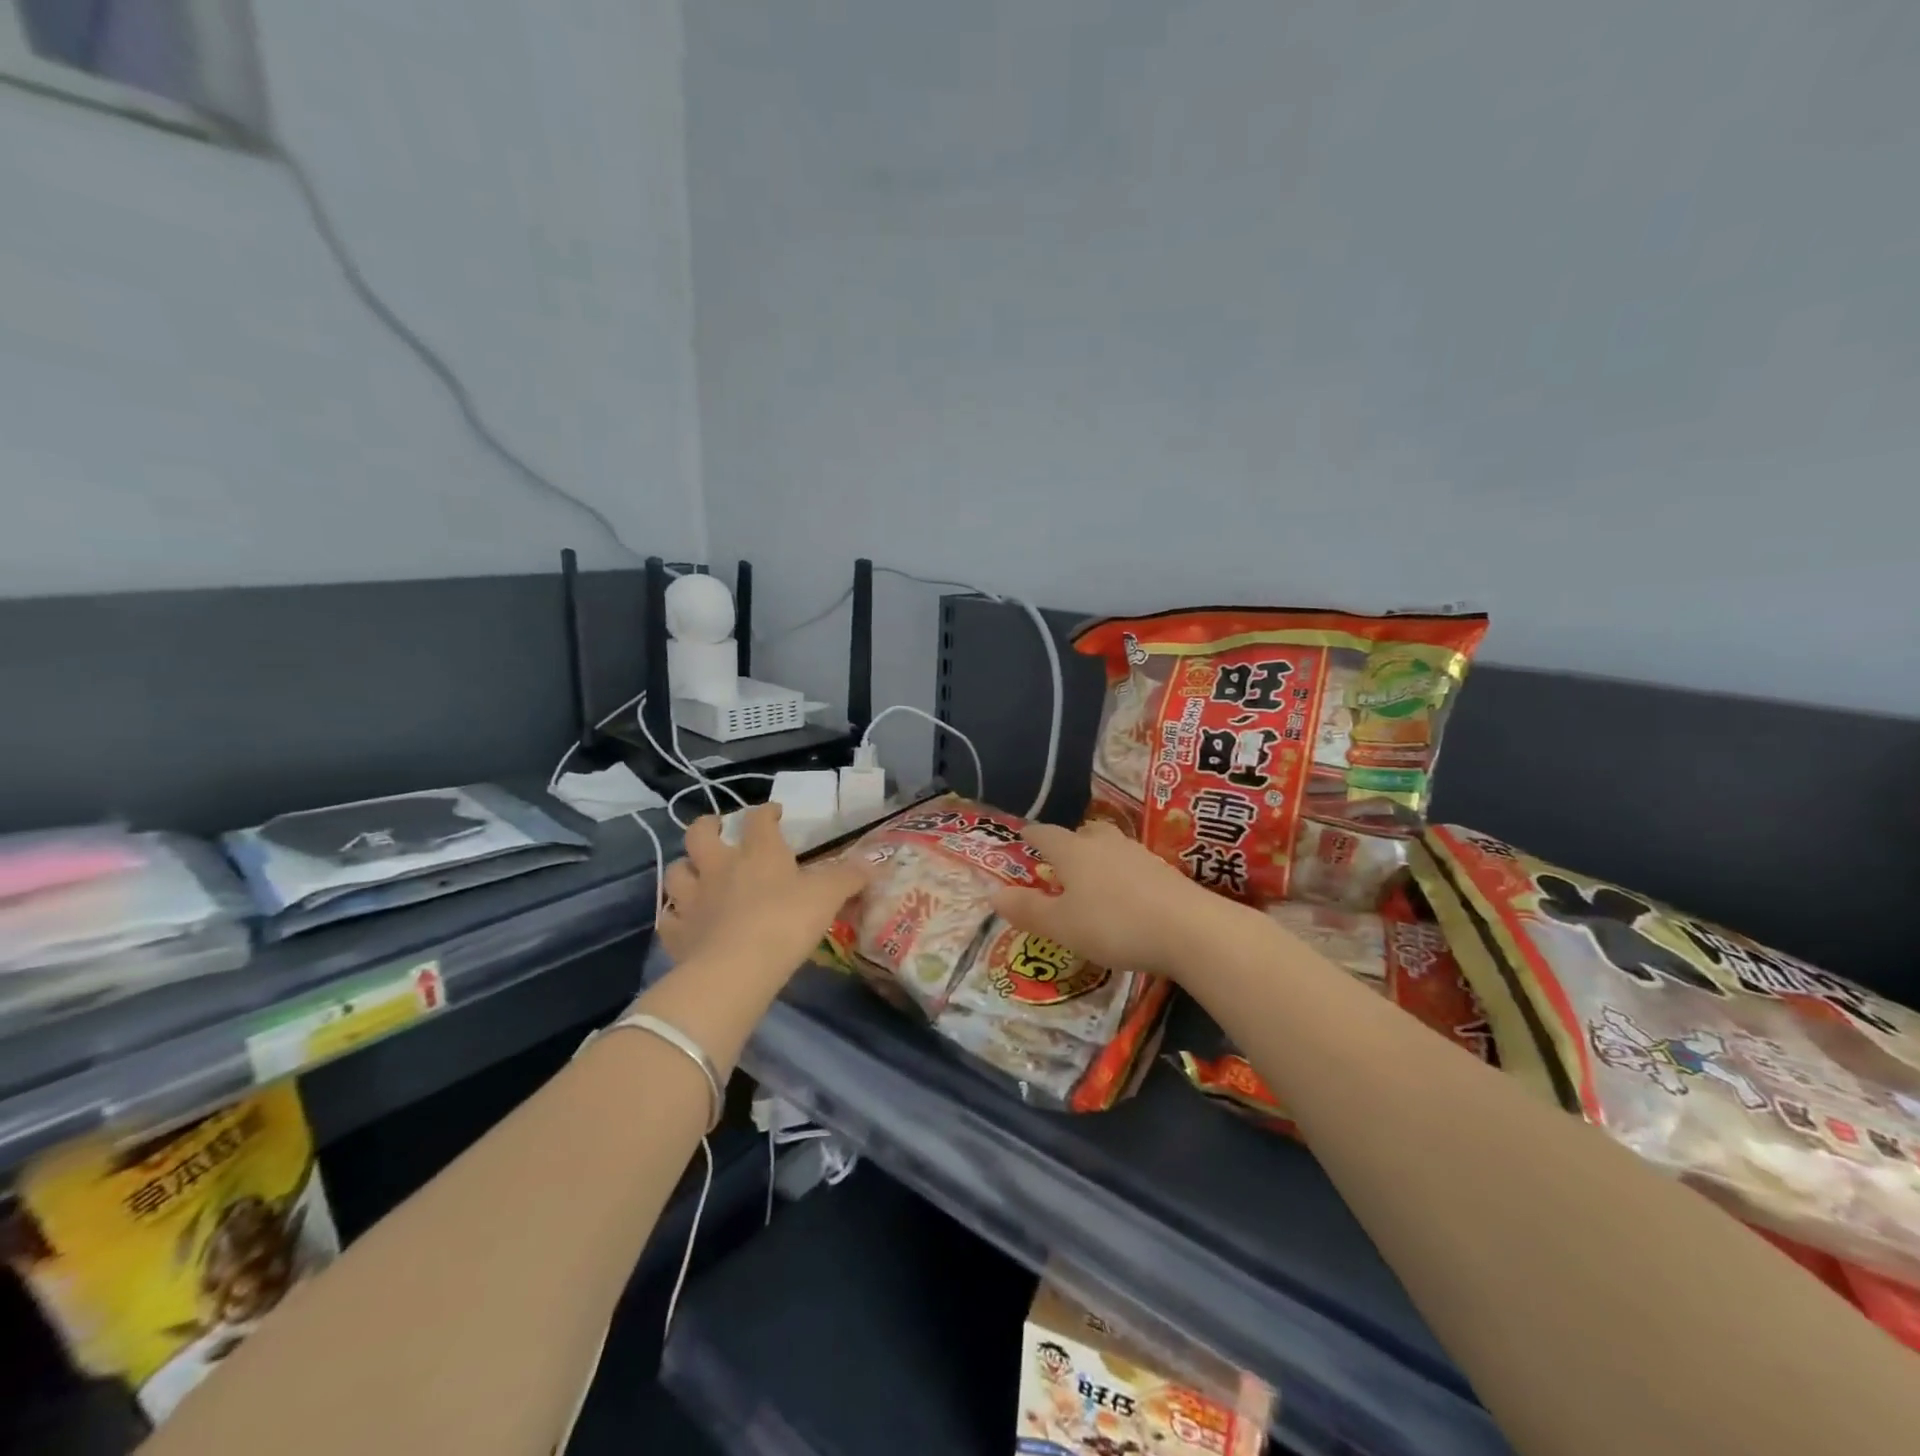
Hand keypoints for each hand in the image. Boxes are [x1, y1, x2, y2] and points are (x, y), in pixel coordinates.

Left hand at [658, 805, 867, 982]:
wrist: (736, 969)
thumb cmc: (786, 922)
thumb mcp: (828, 896)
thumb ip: (849, 877)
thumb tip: (874, 864)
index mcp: (757, 852)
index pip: (758, 819)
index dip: (766, 812)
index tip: (775, 814)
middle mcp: (719, 867)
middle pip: (700, 833)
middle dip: (708, 826)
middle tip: (717, 829)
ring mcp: (692, 899)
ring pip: (676, 871)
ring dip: (685, 868)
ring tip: (697, 874)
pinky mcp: (676, 933)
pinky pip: (668, 917)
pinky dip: (676, 915)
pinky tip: (685, 920)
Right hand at [988, 820, 1237, 980]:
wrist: (1188, 929)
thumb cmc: (1113, 924)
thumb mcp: (1061, 926)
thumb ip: (1027, 910)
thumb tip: (992, 893)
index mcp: (1073, 852)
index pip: (1046, 834)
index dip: (1032, 835)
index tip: (1023, 837)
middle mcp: (1104, 843)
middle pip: (1082, 832)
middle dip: (1069, 843)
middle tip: (1060, 862)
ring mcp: (1138, 854)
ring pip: (1110, 845)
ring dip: (1098, 857)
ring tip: (1093, 878)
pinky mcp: (1164, 871)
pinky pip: (1133, 864)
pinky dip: (1122, 874)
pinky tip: (1126, 895)